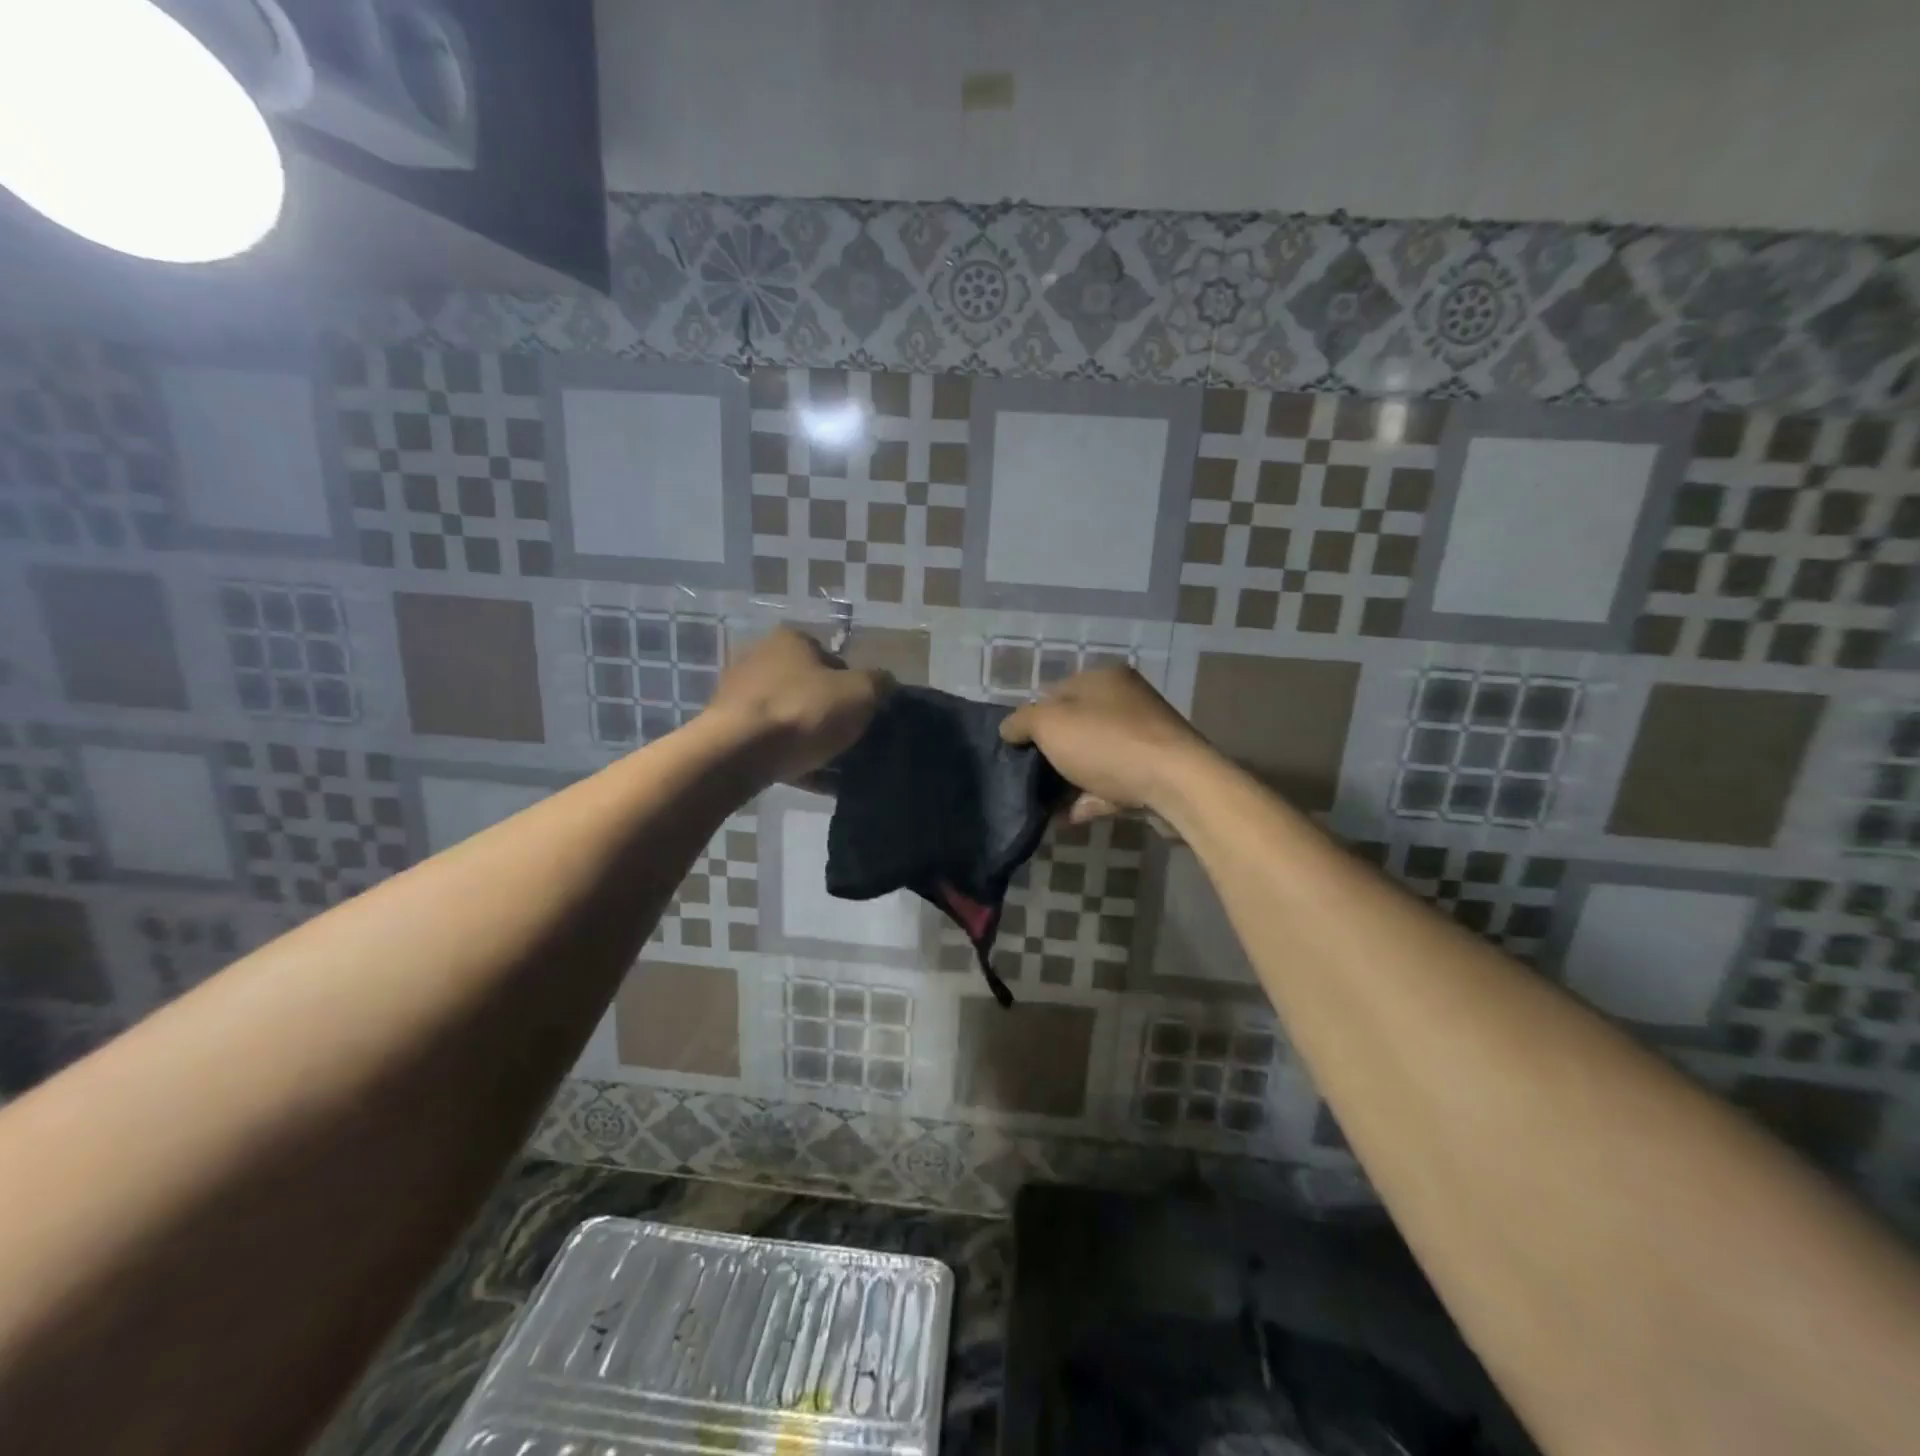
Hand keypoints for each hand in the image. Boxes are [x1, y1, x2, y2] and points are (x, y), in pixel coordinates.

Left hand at [706, 627, 886, 782]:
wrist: (736, 754)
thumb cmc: (802, 712)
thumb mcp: (860, 693)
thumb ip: (880, 684)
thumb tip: (884, 684)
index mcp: (792, 640)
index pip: (834, 660)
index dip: (855, 688)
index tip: (864, 716)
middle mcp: (760, 657)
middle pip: (811, 689)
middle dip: (832, 714)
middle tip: (851, 741)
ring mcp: (739, 694)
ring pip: (791, 718)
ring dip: (812, 739)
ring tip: (834, 767)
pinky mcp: (728, 729)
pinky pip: (772, 743)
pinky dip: (793, 758)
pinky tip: (813, 780)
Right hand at [999, 665, 1208, 822]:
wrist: (1176, 784)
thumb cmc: (1107, 743)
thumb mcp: (1049, 724)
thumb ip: (1022, 722)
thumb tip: (1008, 730)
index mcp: (1103, 679)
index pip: (1055, 692)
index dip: (1031, 720)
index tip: (1016, 749)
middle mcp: (1127, 701)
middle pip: (1076, 727)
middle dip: (1051, 753)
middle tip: (1029, 777)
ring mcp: (1145, 737)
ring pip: (1094, 758)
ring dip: (1070, 780)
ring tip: (1045, 804)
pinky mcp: (1156, 771)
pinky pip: (1113, 783)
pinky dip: (1092, 798)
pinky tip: (1072, 817)